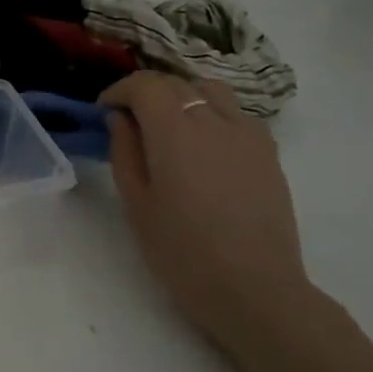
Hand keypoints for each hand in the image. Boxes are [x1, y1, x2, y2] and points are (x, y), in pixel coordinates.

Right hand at [101, 71, 311, 348]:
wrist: (254, 289)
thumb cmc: (182, 252)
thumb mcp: (137, 204)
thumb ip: (125, 152)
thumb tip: (121, 119)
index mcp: (175, 132)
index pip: (145, 86)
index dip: (120, 90)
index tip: (104, 110)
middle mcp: (214, 121)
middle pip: (176, 83)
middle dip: (146, 92)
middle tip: (128, 118)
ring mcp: (247, 133)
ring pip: (210, 89)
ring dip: (182, 95)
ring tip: (168, 123)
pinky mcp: (268, 151)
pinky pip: (235, 113)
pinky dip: (211, 112)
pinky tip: (202, 144)